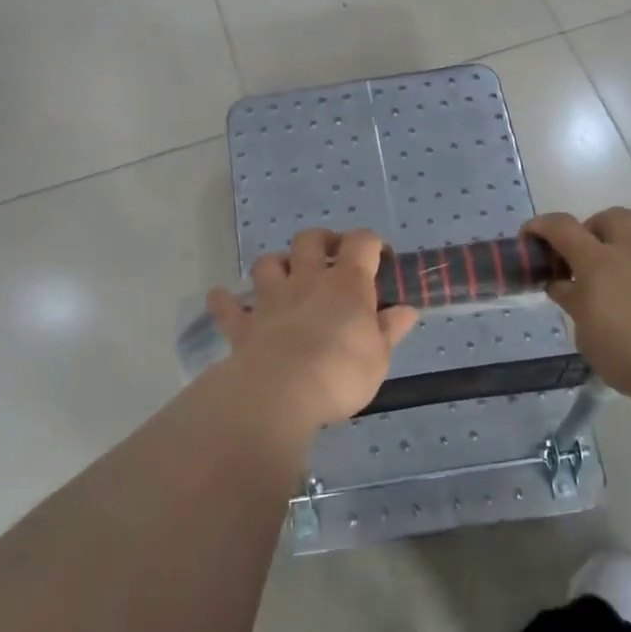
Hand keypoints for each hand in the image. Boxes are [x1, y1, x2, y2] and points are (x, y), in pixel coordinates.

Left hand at [207, 229, 418, 430]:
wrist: (281, 392)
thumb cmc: (341, 372)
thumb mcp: (379, 357)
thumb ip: (390, 330)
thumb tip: (407, 310)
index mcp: (347, 284)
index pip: (362, 243)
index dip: (372, 243)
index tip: (379, 258)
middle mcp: (307, 280)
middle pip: (310, 240)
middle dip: (321, 241)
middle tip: (330, 258)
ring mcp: (271, 299)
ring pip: (267, 263)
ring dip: (275, 264)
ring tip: (283, 278)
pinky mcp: (243, 324)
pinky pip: (226, 305)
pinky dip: (225, 300)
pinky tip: (223, 300)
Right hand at [524, 208, 630, 401]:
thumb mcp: (588, 335)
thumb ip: (574, 303)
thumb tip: (562, 285)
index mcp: (598, 262)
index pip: (562, 228)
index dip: (541, 226)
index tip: (530, 236)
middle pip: (610, 217)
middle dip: (594, 229)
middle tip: (588, 255)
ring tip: (628, 258)